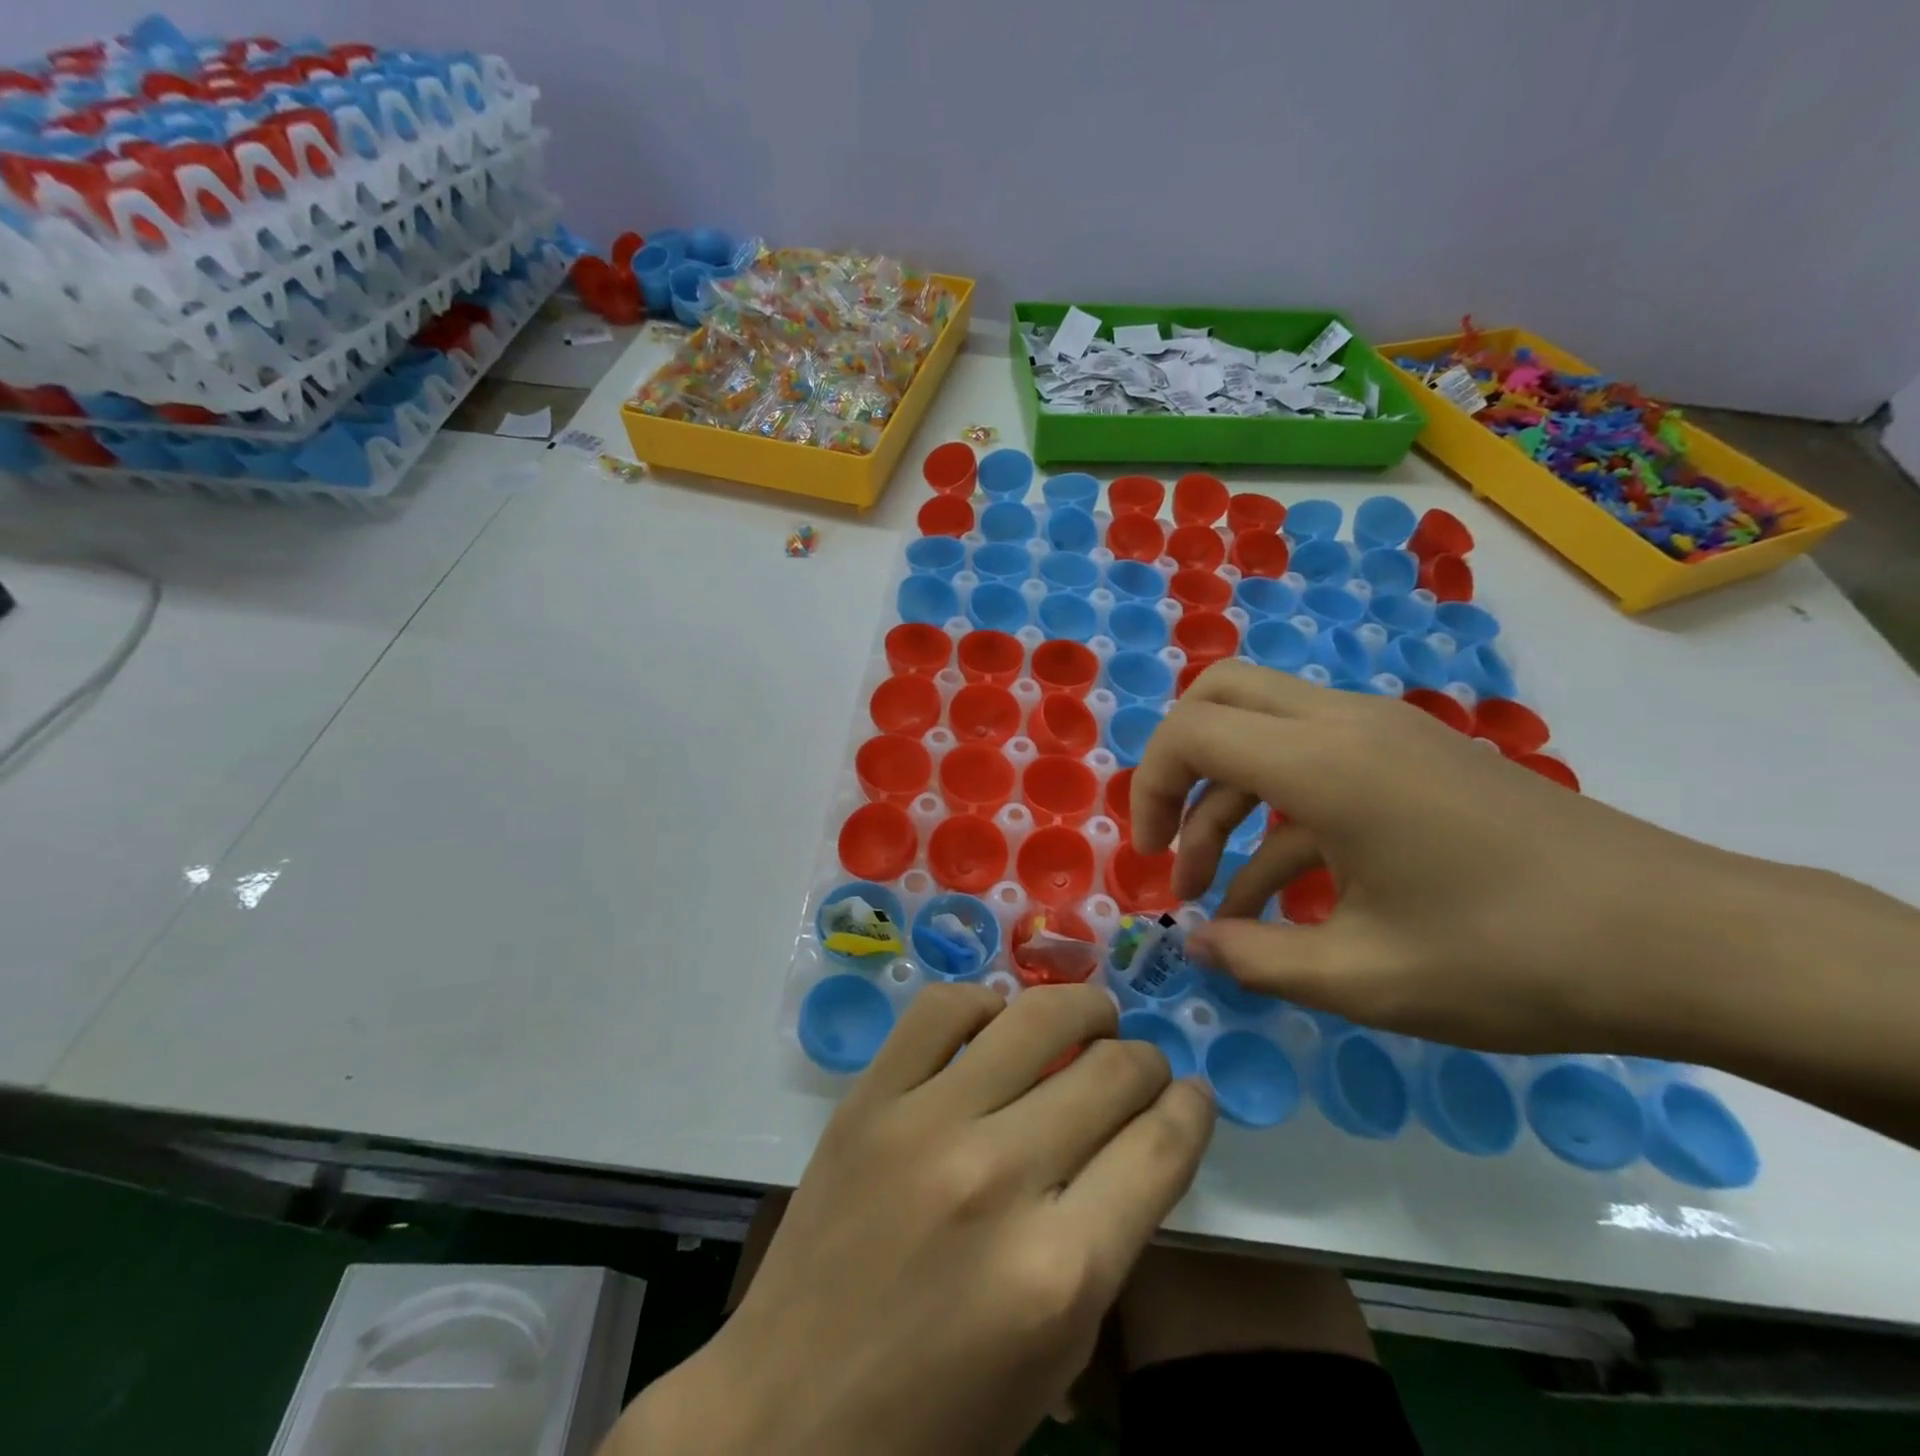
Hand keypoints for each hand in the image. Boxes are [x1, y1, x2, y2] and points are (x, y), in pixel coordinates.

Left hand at [613, 983, 1214, 1455]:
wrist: (788, 1416)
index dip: (1191, 1109)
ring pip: (1035, 1017)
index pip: (1161, 1147)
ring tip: (1092, 1016)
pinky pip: (942, 1008)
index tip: (1193, 1094)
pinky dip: (985, 1001)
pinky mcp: (869, 1098)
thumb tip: (1144, 1134)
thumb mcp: (1056, 1353)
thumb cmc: (937, 1415)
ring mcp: (925, 1124)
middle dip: (1145, 1061)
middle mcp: (999, 1179)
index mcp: (1060, 1272)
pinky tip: (997, 1019)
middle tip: (1141, 1064)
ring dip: (1082, 1007)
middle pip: (1111, 1072)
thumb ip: (1109, 1237)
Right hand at [1131, 660, 1778, 1054]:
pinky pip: (1313, 762)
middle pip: (1219, 697)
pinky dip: (1276, 815)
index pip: (1190, 731)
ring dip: (1225, 800)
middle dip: (1176, 766)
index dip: (1150, 788)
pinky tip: (1275, 898)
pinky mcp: (1411, 757)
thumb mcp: (1363, 978)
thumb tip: (1194, 945)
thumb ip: (1255, 958)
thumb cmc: (1511, 957)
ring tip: (1213, 892)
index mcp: (1322, 763)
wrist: (1681, 940)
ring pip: (1262, 731)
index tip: (1150, 859)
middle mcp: (1344, 723)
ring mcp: (1382, 733)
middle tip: (1171, 840)